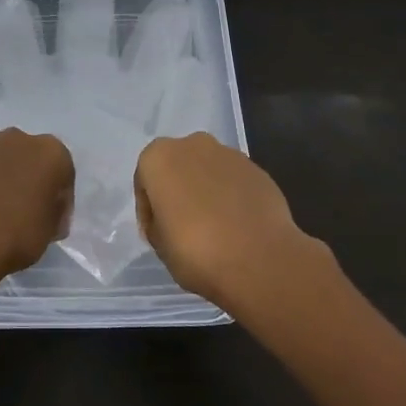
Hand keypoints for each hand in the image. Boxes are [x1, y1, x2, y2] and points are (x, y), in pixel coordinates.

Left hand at [0, 122, 73, 288]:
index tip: (48, 223)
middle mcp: (24, 138)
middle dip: (26, 177)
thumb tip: (44, 209)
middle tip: (18, 210)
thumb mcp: (50, 231)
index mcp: (54, 155)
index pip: (63, 175)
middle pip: (30, 157)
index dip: (57, 200)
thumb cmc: (18, 236)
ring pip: (0, 148)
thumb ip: (52, 212)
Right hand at [134, 133, 326, 311]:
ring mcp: (229, 155)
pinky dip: (231, 197)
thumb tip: (169, 219)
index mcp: (159, 157)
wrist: (260, 260)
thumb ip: (158, 222)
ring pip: (208, 171)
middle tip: (182, 225)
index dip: (148, 210)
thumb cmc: (196, 251)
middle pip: (178, 168)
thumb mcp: (159, 245)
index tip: (156, 234)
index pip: (145, 181)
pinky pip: (234, 182)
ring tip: (213, 227)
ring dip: (205, 192)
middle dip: (178, 191)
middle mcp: (192, 145)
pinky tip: (236, 226)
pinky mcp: (257, 170)